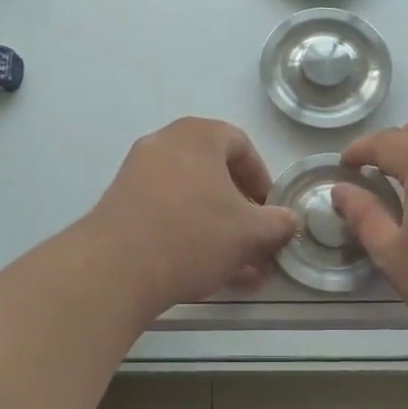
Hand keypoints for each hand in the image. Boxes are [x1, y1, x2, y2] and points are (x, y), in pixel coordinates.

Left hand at [85, 118, 300, 313]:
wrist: (117, 267)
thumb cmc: (193, 234)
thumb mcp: (249, 232)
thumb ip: (277, 223)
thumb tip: (290, 220)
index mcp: (197, 136)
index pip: (241, 145)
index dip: (262, 180)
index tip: (270, 211)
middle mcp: (164, 144)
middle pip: (214, 173)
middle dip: (240, 211)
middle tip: (255, 240)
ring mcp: (137, 174)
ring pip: (191, 199)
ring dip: (218, 229)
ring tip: (238, 268)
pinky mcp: (120, 205)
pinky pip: (166, 213)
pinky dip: (189, 235)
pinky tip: (207, 272)